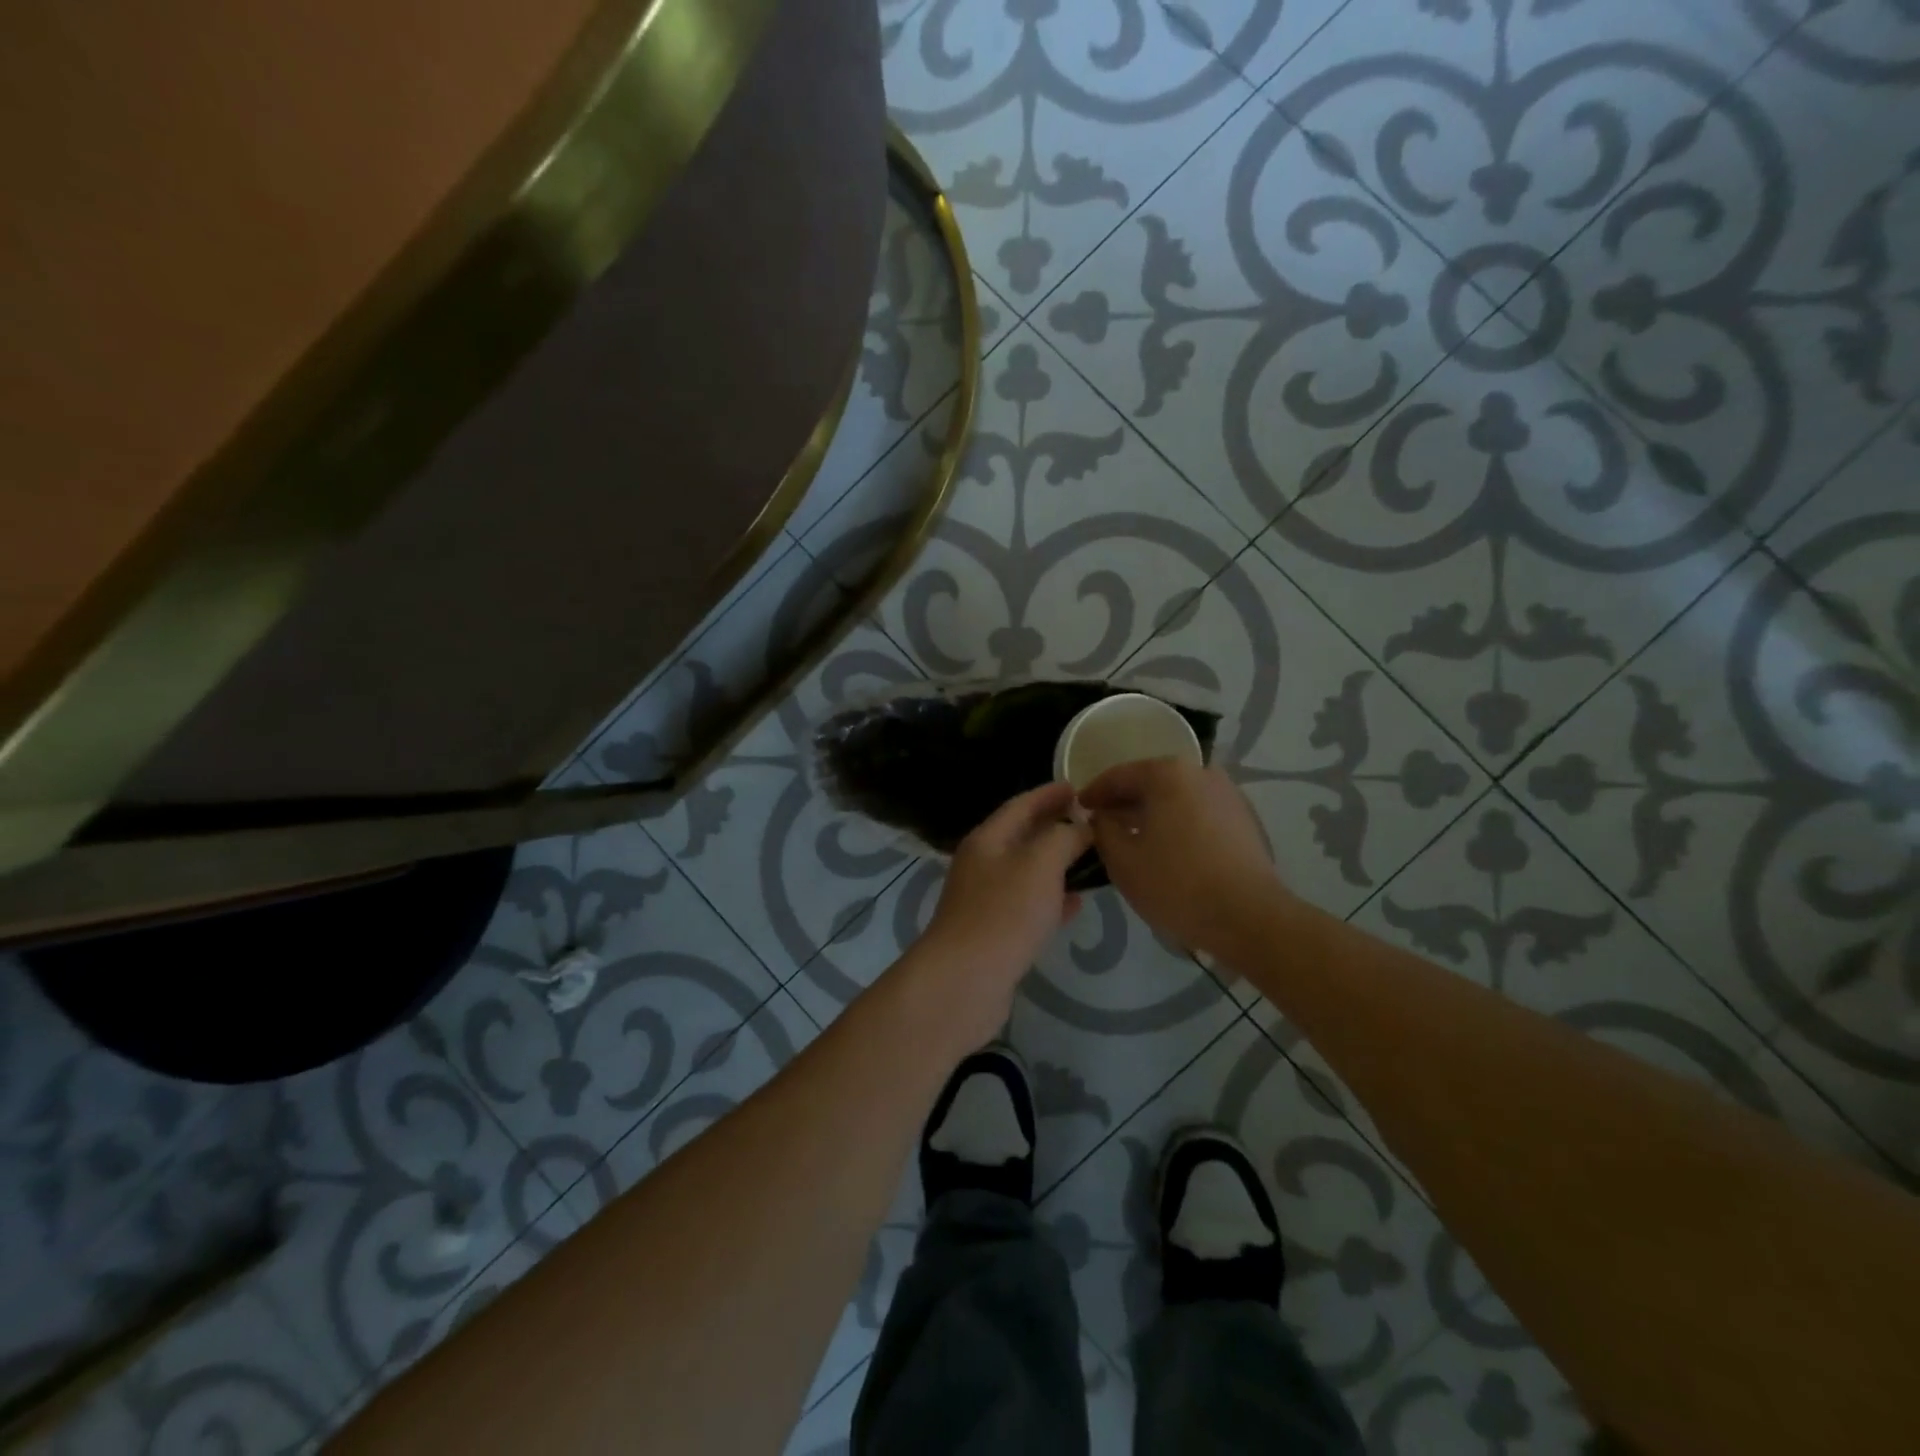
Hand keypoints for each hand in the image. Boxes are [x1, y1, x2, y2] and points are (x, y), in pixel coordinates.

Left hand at [916, 781, 1091, 1034]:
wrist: (964, 980)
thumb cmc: (1003, 912)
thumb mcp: (1040, 863)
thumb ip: (1063, 837)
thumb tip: (1080, 827)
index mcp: (987, 840)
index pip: (1021, 805)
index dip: (1049, 794)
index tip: (1078, 787)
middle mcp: (982, 865)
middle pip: (1022, 837)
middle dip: (1054, 827)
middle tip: (1091, 821)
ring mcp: (986, 901)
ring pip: (1027, 873)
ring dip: (1057, 864)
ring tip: (1091, 859)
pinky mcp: (994, 934)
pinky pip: (1029, 906)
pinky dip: (1053, 899)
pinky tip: (1076, 904)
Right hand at [1078, 757, 1283, 959]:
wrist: (1250, 918)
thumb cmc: (1177, 885)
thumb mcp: (1123, 860)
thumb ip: (1103, 830)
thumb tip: (1102, 817)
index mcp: (1167, 774)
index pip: (1119, 776)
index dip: (1093, 793)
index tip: (1078, 810)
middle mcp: (1201, 772)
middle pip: (1151, 782)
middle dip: (1125, 802)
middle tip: (1103, 824)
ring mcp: (1228, 794)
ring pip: (1177, 798)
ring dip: (1153, 814)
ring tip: (1133, 839)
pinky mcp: (1245, 819)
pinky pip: (1199, 813)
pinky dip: (1178, 824)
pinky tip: (1167, 849)